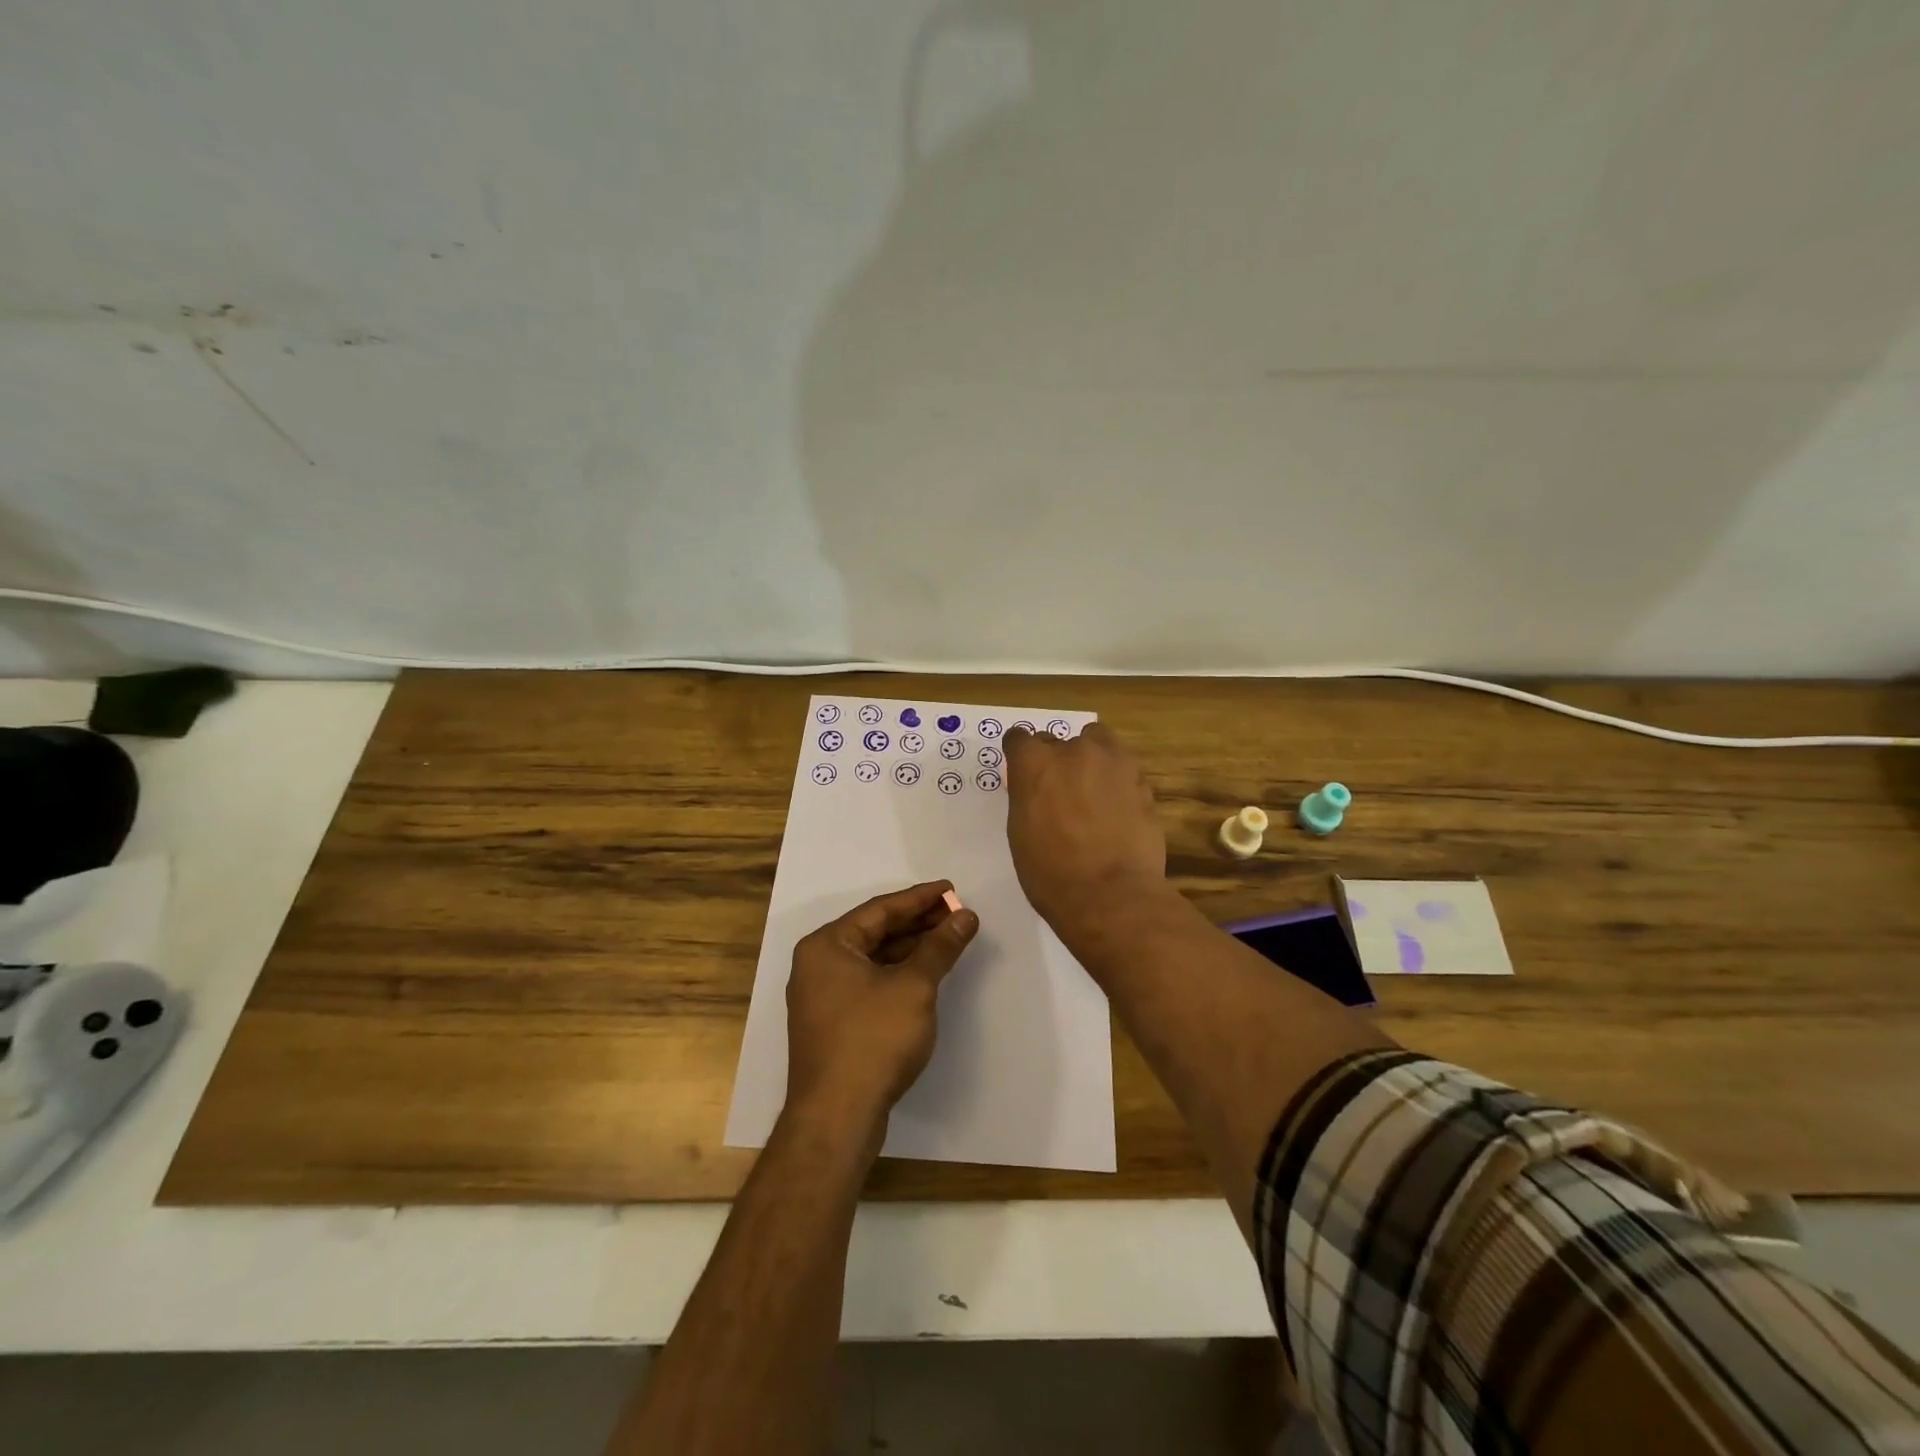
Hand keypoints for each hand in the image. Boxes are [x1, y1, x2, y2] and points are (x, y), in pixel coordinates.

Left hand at [784, 880, 979, 1138]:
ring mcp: (822, 996)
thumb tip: (966, 916)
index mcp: (826, 945)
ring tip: (948, 938)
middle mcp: (818, 965)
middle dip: (917, 923)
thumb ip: (940, 947)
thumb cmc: (873, 1039)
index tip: (951, 889)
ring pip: (873, 959)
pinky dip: (897, 974)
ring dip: (910, 949)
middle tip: (956, 913)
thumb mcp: (914, 986)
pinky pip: (869, 983)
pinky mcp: (833, 1024)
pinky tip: (926, 974)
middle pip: (875, 932)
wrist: (837, 1117)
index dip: (919, 898)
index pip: (879, 909)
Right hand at [1003, 722, 1167, 933]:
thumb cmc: (1051, 873)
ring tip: (1093, 791)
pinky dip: (1118, 782)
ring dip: (1092, 759)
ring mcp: (1113, 763)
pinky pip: (1124, 770)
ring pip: (1099, 742)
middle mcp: (1074, 751)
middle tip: (1061, 791)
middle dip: (1059, 760)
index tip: (1024, 771)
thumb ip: (1027, 797)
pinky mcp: (1142, 781)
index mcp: (1035, 763)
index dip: (1021, 754)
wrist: (1111, 895)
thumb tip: (1037, 789)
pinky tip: (1118, 810)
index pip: (1019, 738)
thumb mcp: (1020, 832)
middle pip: (1061, 740)